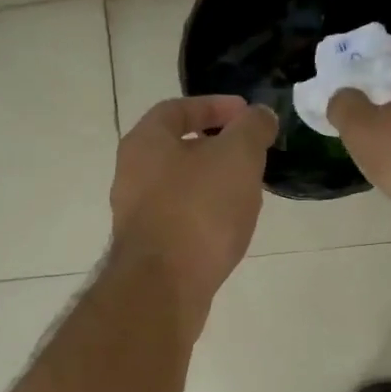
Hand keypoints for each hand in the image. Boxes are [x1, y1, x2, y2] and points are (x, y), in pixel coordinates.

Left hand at [109, 95, 277, 328]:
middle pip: (177, 149)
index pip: (177, 109)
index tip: (247, 114)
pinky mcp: (148, 248)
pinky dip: (205, 215)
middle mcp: (131, 174)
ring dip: (213, 183)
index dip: (214, 106)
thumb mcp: (237, 156)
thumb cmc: (198, 209)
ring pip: (180, 186)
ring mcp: (135, 214)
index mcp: (144, 142)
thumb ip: (252, 128)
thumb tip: (259, 116)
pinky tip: (229, 227)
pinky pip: (180, 219)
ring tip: (248, 191)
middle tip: (252, 154)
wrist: (164, 286)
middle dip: (217, 147)